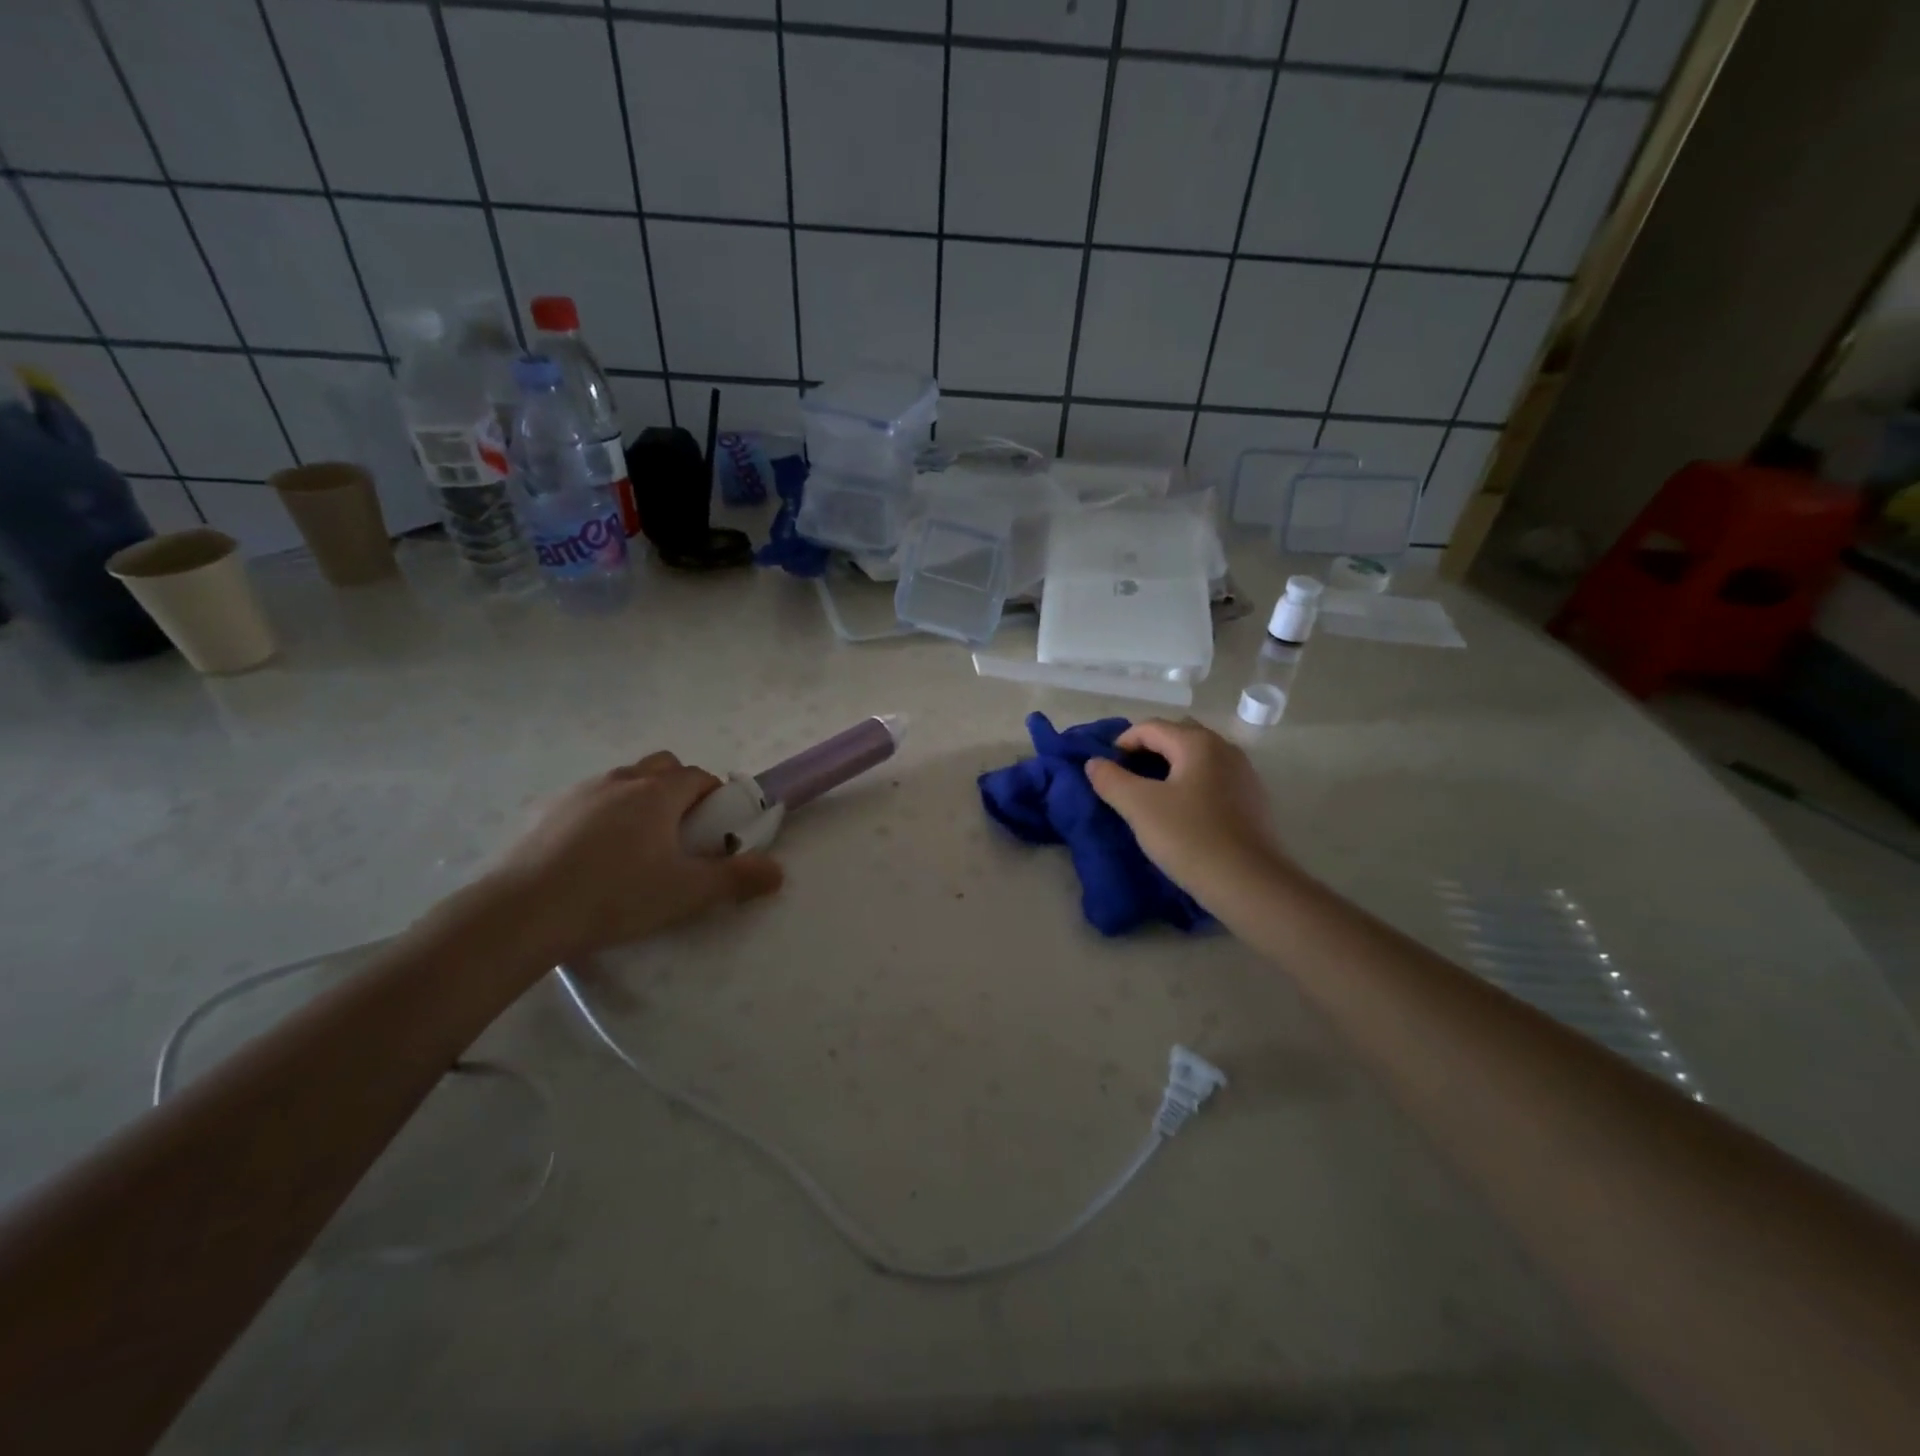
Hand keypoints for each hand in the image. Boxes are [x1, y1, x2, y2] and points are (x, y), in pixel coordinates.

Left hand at [484, 752, 783, 961]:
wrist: (521, 914)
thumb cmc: (615, 896)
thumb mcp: (687, 893)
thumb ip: (736, 879)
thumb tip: (777, 871)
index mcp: (657, 793)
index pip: (698, 777)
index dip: (715, 797)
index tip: (716, 828)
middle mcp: (620, 781)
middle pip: (661, 766)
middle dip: (678, 788)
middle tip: (681, 833)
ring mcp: (578, 794)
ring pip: (622, 782)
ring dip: (639, 801)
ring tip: (637, 848)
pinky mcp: (545, 814)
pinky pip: (588, 802)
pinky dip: (602, 816)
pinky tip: (593, 858)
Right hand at [1085, 719, 1289, 912]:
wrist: (1250, 884)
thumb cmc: (1190, 838)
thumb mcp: (1139, 807)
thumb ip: (1111, 780)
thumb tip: (1095, 762)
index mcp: (1198, 743)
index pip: (1150, 727)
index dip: (1122, 743)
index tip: (1105, 770)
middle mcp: (1225, 749)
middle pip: (1176, 736)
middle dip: (1147, 751)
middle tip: (1125, 779)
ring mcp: (1243, 774)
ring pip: (1196, 759)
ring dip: (1169, 769)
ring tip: (1149, 798)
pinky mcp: (1252, 801)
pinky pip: (1212, 779)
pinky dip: (1190, 785)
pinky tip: (1180, 814)